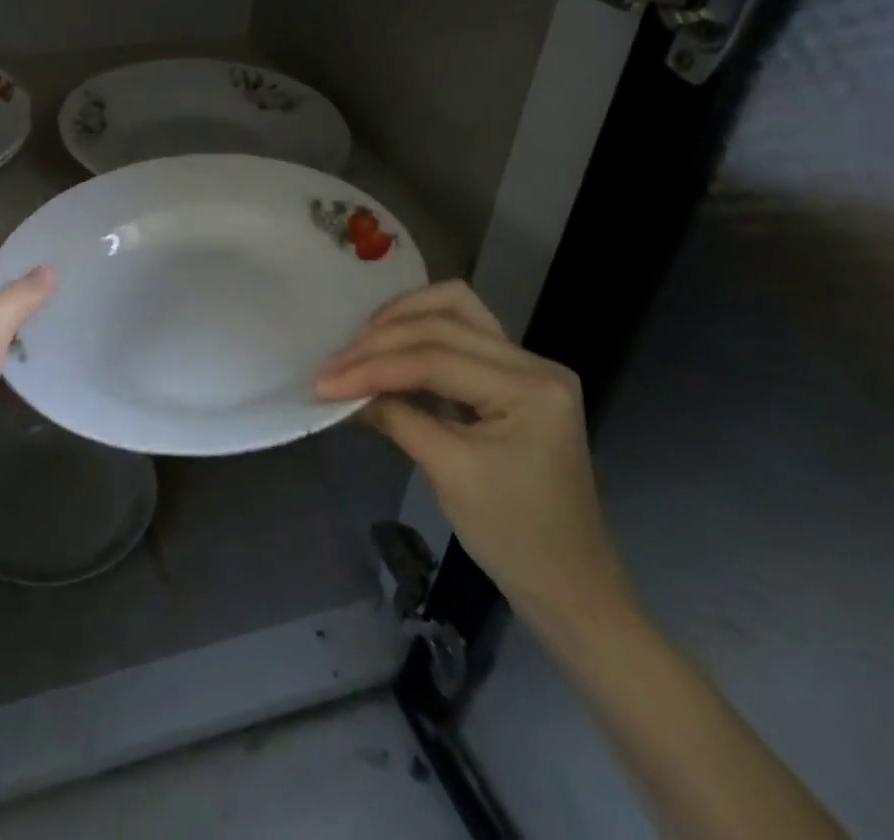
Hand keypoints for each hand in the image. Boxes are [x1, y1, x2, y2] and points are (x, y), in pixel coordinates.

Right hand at [315, 280, 634, 639]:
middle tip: (334, 366)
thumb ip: (396, 418)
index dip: (374, 367)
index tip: (325, 382)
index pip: (436, 359)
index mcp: (531, 388)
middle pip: (443, 321)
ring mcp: (526, 365)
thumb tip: (343, 390)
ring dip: (401, 320)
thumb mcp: (449, 474)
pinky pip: (459, 332)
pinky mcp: (511, 375)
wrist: (569, 585)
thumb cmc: (514, 537)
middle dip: (381, 340)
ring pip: (453, 309)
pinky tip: (387, 353)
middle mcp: (534, 362)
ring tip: (360, 346)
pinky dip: (418, 335)